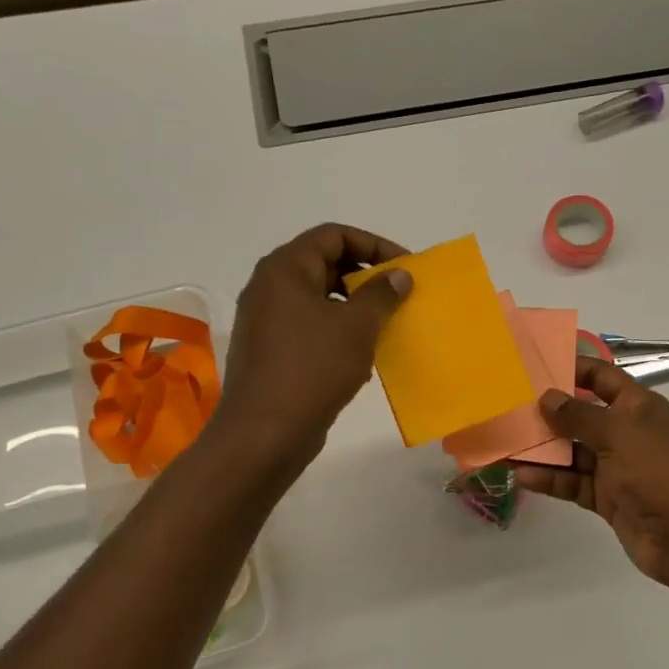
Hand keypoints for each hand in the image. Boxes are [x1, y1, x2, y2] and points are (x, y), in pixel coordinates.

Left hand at [214, 223, 411, 469]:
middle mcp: (269, 287)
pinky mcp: (270, 351)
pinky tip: (361, 354)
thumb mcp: (357, 326)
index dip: (374, 245)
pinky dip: (337, 330)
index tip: (405, 267)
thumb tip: (399, 275)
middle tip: (398, 295)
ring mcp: (266, 321)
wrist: (264, 433)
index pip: (333, 235)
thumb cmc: (312, 368)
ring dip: (354, 306)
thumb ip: (382, 294)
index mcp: (285, 269)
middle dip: (365, 276)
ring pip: (319, 298)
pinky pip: (310, 326)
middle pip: (324, 263)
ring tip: (385, 324)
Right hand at [518, 358, 668, 594]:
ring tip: (508, 442)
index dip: (574, 369)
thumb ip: (579, 414)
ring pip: (574, 451)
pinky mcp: (609, 498)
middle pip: (583, 415)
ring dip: (544, 448)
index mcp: (640, 407)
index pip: (603, 377)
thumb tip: (547, 397)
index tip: (537, 366)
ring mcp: (618, 467)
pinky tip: (523, 475)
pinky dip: (551, 478)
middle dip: (550, 412)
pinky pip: (574, 482)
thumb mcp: (619, 432)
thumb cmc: (659, 471)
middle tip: (510, 406)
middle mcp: (628, 433)